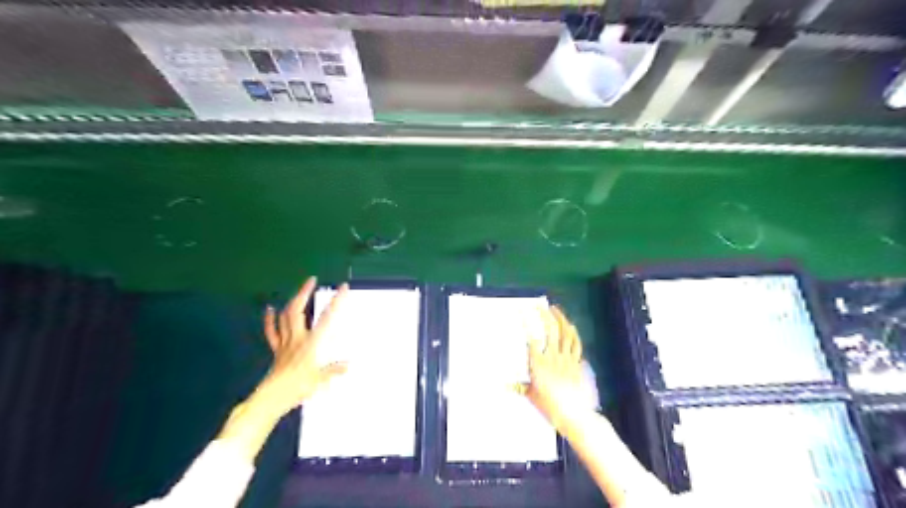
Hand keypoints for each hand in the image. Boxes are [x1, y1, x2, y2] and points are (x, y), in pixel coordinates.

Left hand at [261, 278, 350, 417]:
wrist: (272, 397)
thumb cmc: (298, 387)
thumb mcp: (320, 380)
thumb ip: (333, 370)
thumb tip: (347, 365)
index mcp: (312, 343)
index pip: (327, 318)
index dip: (336, 301)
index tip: (343, 288)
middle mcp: (298, 338)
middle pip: (298, 310)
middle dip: (305, 293)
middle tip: (312, 280)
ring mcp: (285, 343)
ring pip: (285, 317)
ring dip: (292, 301)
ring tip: (299, 291)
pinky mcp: (276, 350)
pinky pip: (272, 332)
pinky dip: (270, 319)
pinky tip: (270, 309)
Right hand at [524, 307, 587, 432]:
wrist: (573, 414)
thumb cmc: (549, 405)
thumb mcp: (531, 395)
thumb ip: (520, 387)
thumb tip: (505, 385)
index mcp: (538, 363)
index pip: (531, 337)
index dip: (526, 322)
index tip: (521, 311)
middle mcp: (553, 357)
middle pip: (550, 330)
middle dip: (545, 315)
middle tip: (539, 306)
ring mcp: (566, 358)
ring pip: (565, 333)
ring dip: (560, 319)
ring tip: (555, 309)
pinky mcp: (576, 363)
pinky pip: (576, 344)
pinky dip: (573, 333)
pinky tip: (570, 326)